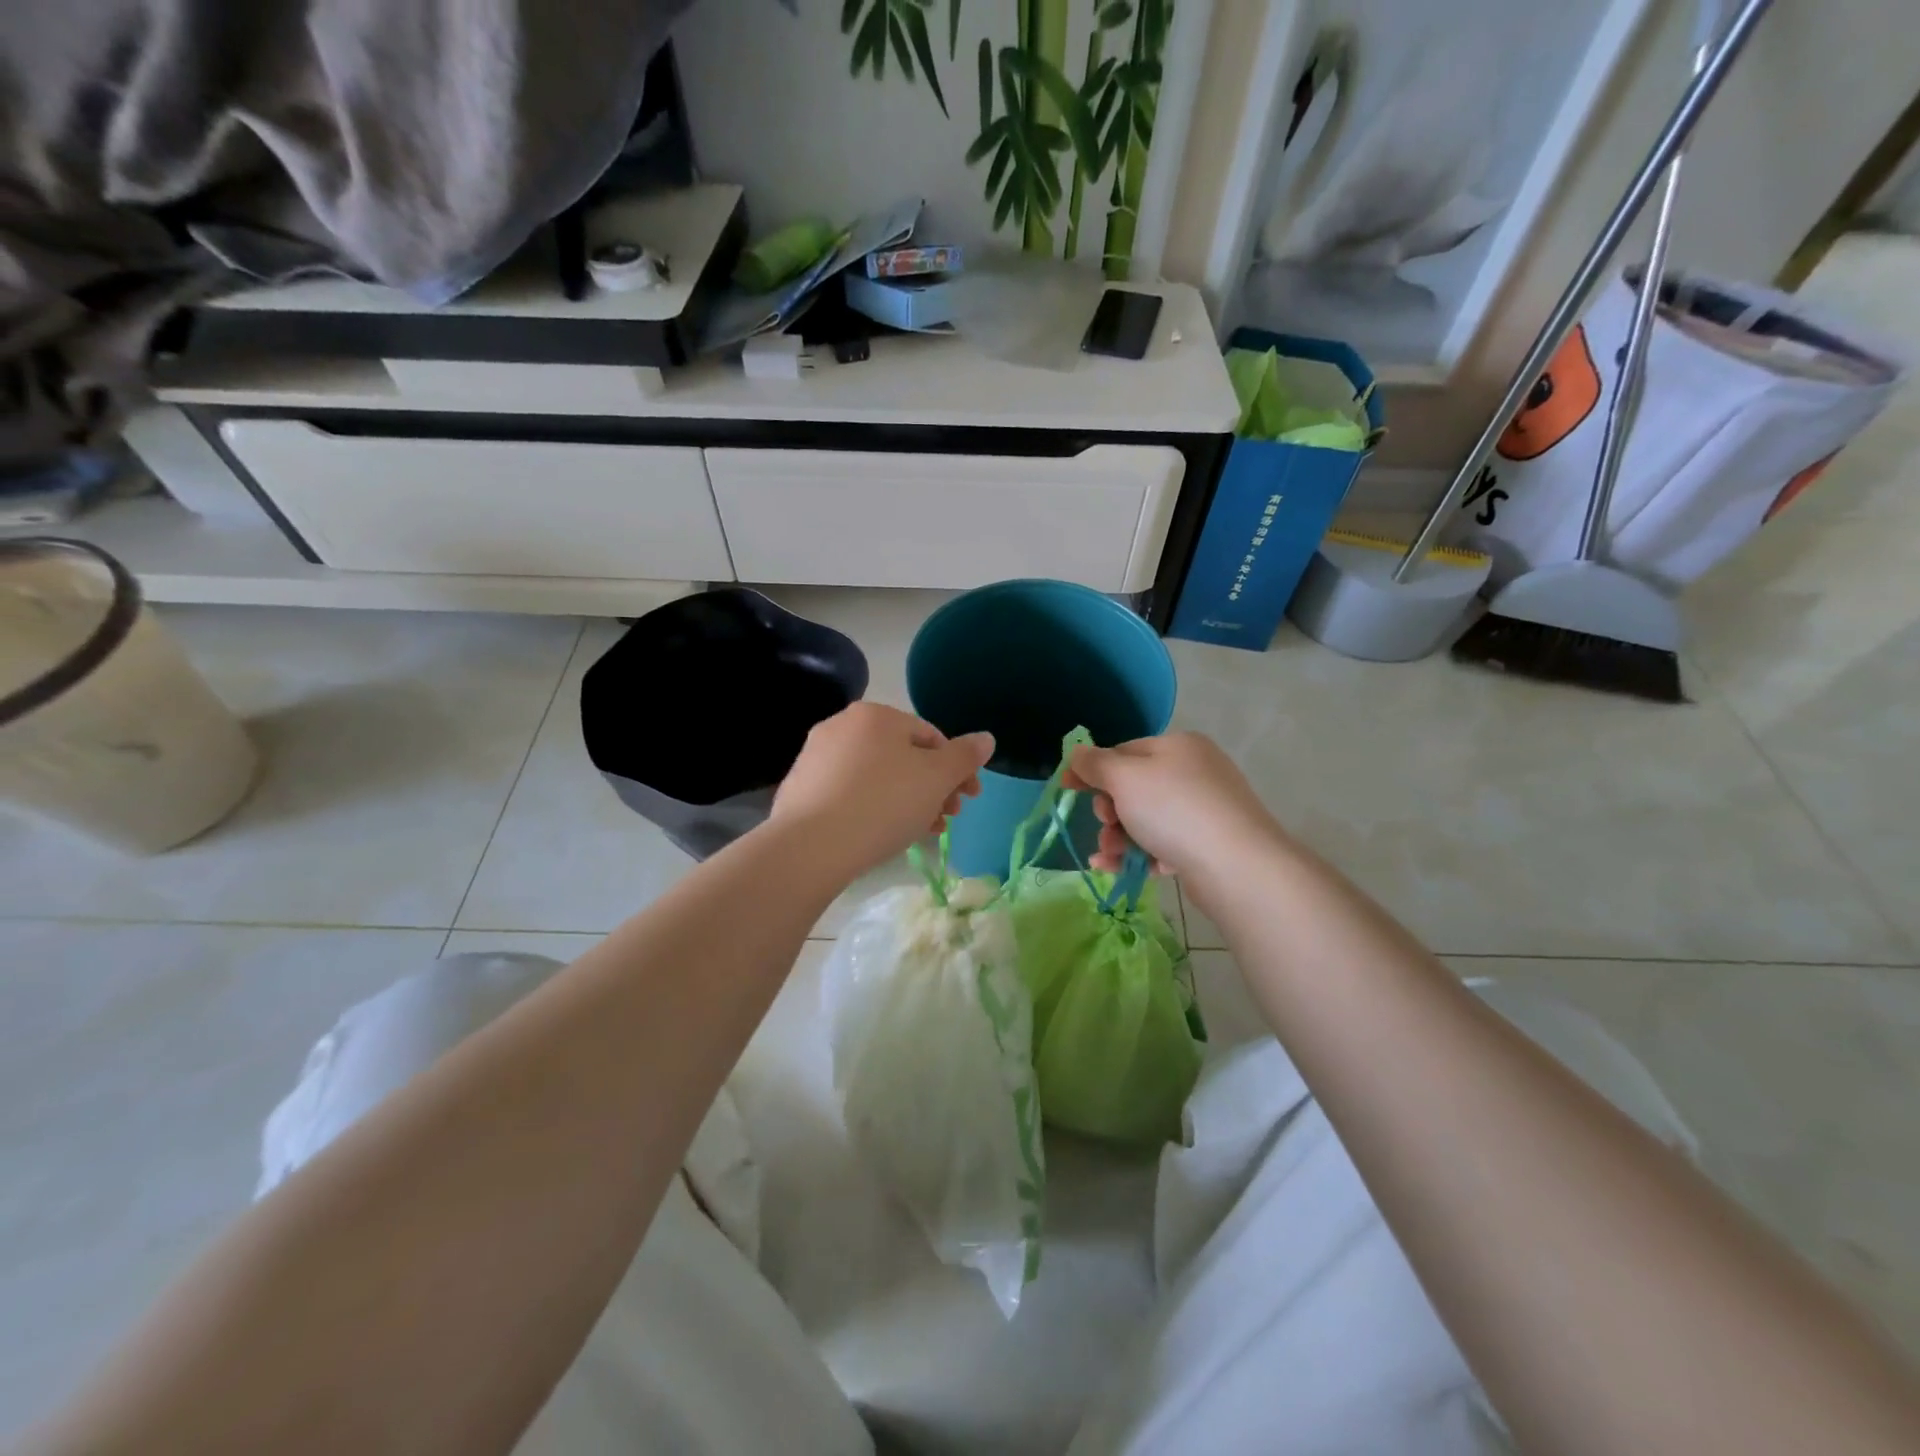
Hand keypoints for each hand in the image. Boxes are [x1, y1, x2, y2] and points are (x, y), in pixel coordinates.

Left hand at [771, 702, 993, 875]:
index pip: (930, 736)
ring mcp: (816, 757)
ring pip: (877, 777)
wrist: (810, 846)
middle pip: (903, 757)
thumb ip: (965, 756)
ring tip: (921, 832)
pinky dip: (874, 809)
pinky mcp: (800, 790)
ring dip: (907, 801)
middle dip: (932, 788)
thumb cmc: (883, 803)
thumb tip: (986, 738)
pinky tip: (884, 836)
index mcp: (875, 714)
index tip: (968, 799)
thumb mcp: (937, 779)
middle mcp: (842, 726)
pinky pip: (850, 794)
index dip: (956, 768)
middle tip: (947, 819)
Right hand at [1065, 732, 1284, 881]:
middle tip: (1105, 824)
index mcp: (1178, 746)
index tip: (1066, 788)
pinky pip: (1164, 844)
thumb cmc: (1174, 810)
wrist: (1237, 865)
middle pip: (1134, 788)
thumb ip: (1096, 764)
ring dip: (1118, 837)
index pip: (1123, 751)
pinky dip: (1139, 855)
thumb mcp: (1125, 778)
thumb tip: (1078, 752)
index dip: (1092, 769)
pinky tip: (1119, 869)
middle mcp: (1194, 771)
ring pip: (1146, 819)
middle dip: (1109, 810)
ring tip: (1108, 856)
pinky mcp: (1208, 844)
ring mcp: (1204, 809)